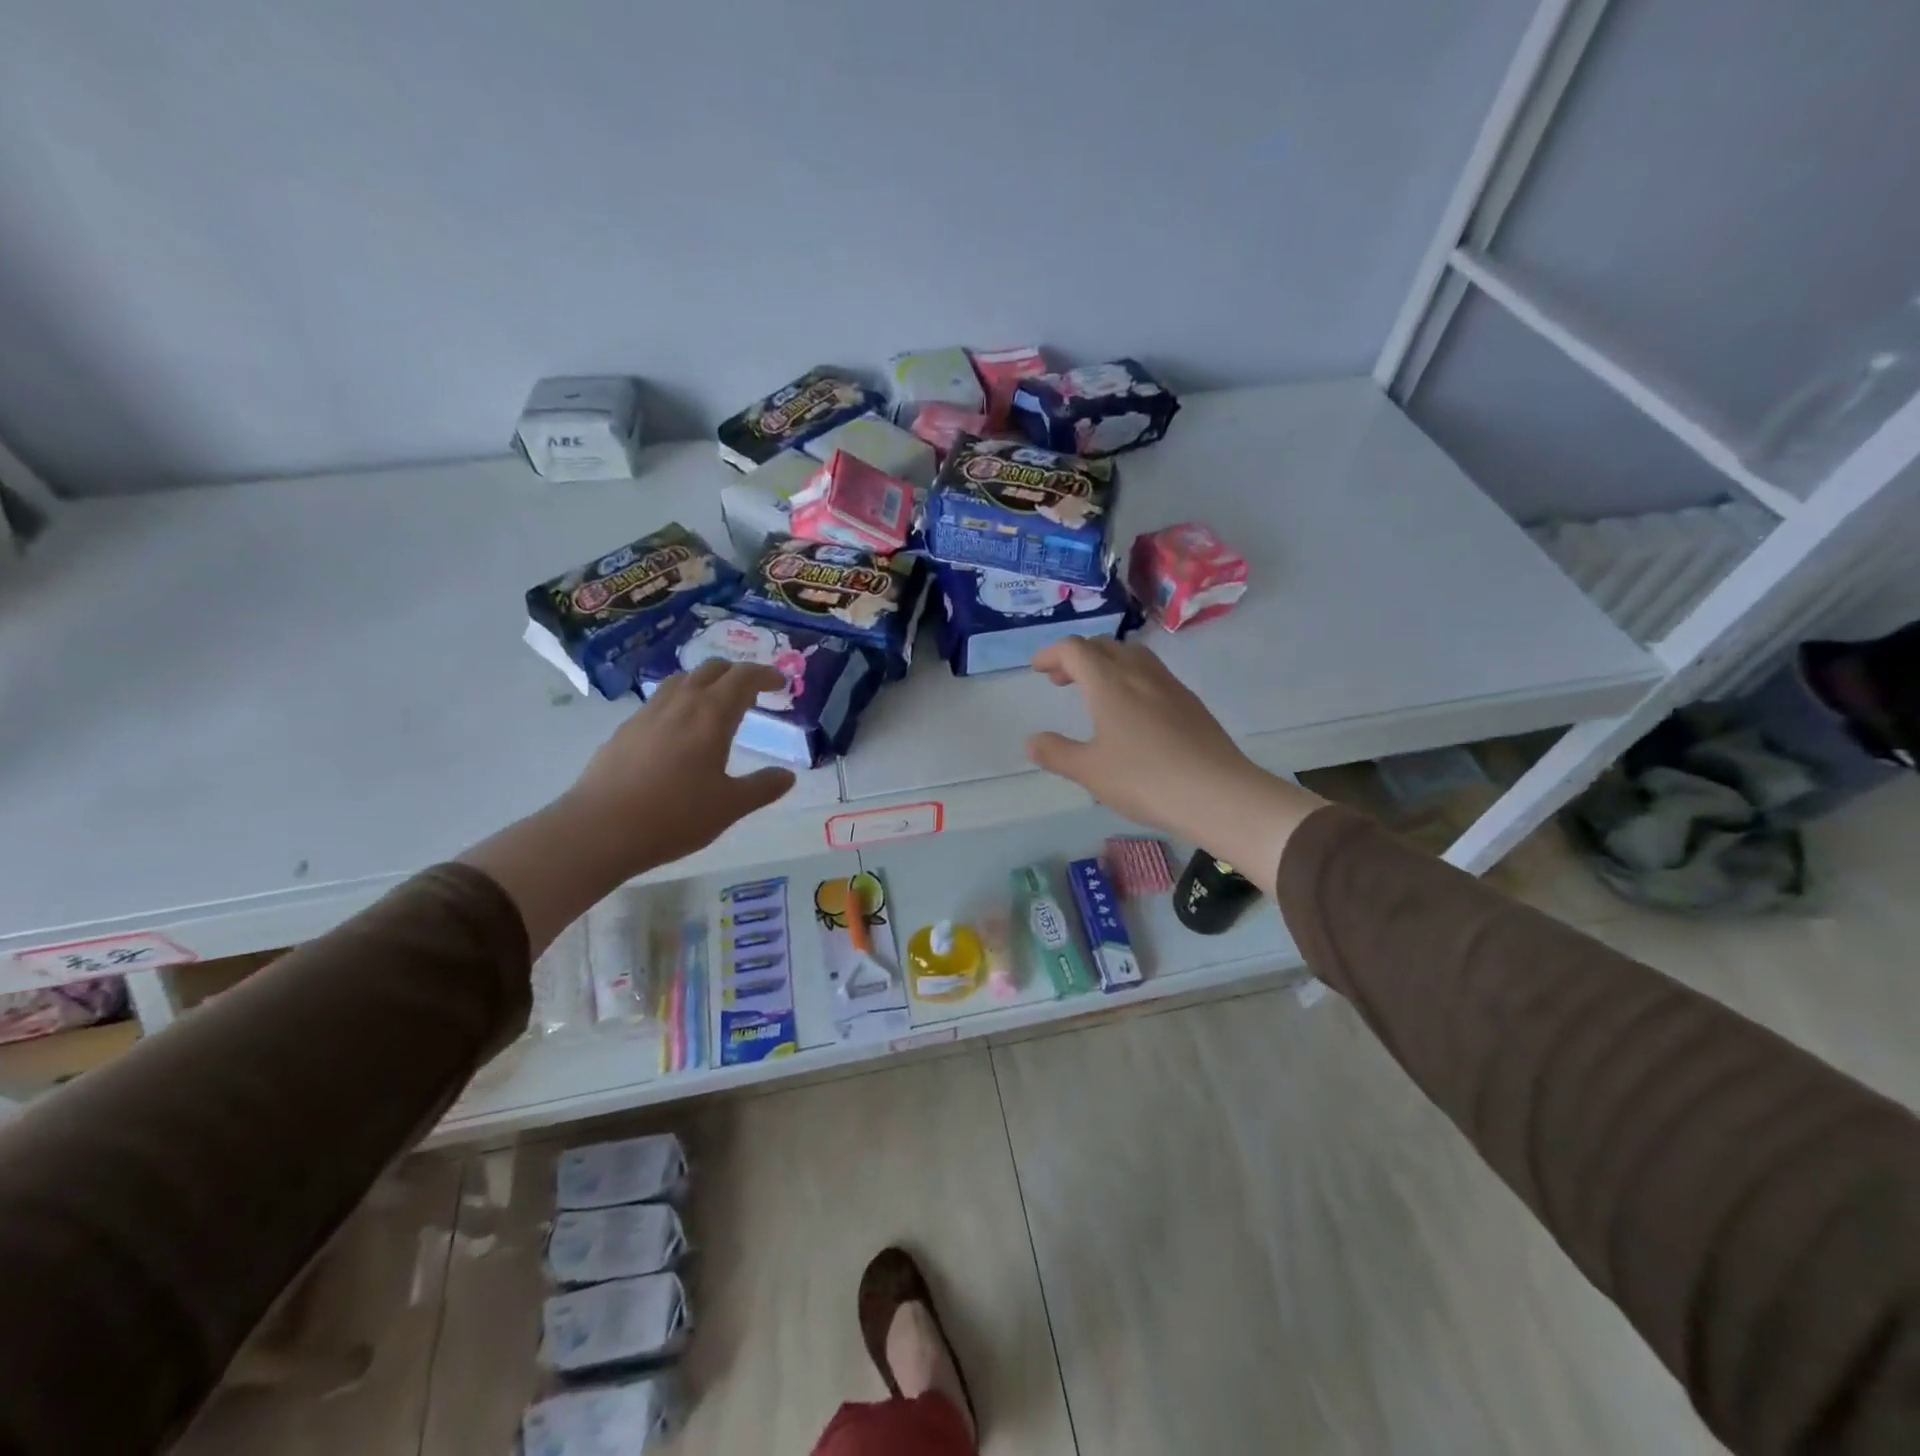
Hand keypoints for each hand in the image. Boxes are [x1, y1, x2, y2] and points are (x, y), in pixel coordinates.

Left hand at [565, 659, 796, 869]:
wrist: (599, 830)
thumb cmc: (674, 816)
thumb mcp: (730, 806)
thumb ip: (762, 787)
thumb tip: (787, 776)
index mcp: (711, 715)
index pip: (743, 678)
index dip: (765, 675)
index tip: (780, 683)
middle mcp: (680, 704)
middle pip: (711, 670)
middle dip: (736, 673)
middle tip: (753, 690)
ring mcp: (647, 714)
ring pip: (681, 680)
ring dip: (705, 682)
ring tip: (715, 703)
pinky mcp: (624, 731)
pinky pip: (659, 701)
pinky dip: (679, 701)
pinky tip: (678, 729)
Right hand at [1024, 638, 1322, 888]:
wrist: (1218, 794)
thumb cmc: (1144, 779)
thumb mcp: (1090, 771)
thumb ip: (1056, 753)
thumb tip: (1031, 740)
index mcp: (1109, 682)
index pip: (1075, 649)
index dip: (1051, 653)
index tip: (1037, 669)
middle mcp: (1139, 673)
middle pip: (1104, 646)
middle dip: (1077, 656)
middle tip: (1061, 680)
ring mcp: (1170, 686)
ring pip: (1132, 656)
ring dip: (1106, 664)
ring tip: (1095, 691)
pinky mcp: (1190, 703)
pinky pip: (1152, 675)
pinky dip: (1130, 678)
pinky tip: (1132, 711)